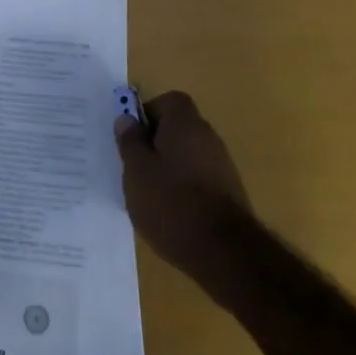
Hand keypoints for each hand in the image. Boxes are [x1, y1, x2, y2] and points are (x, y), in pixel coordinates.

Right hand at [115, 91, 253, 288]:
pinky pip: (198, 179)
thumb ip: (130, 141)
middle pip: (177, 128)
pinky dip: (184, 189)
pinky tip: (172, 214)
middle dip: (155, 144)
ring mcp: (222, 165)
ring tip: (150, 196)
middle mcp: (207, 136)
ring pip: (187, 155)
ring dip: (169, 168)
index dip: (147, 115)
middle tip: (135, 169)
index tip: (132, 139)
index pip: (167, 101)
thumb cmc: (172, 203)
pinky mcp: (228, 193)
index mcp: (185, 123)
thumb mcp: (137, 171)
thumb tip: (126, 119)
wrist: (225, 253)